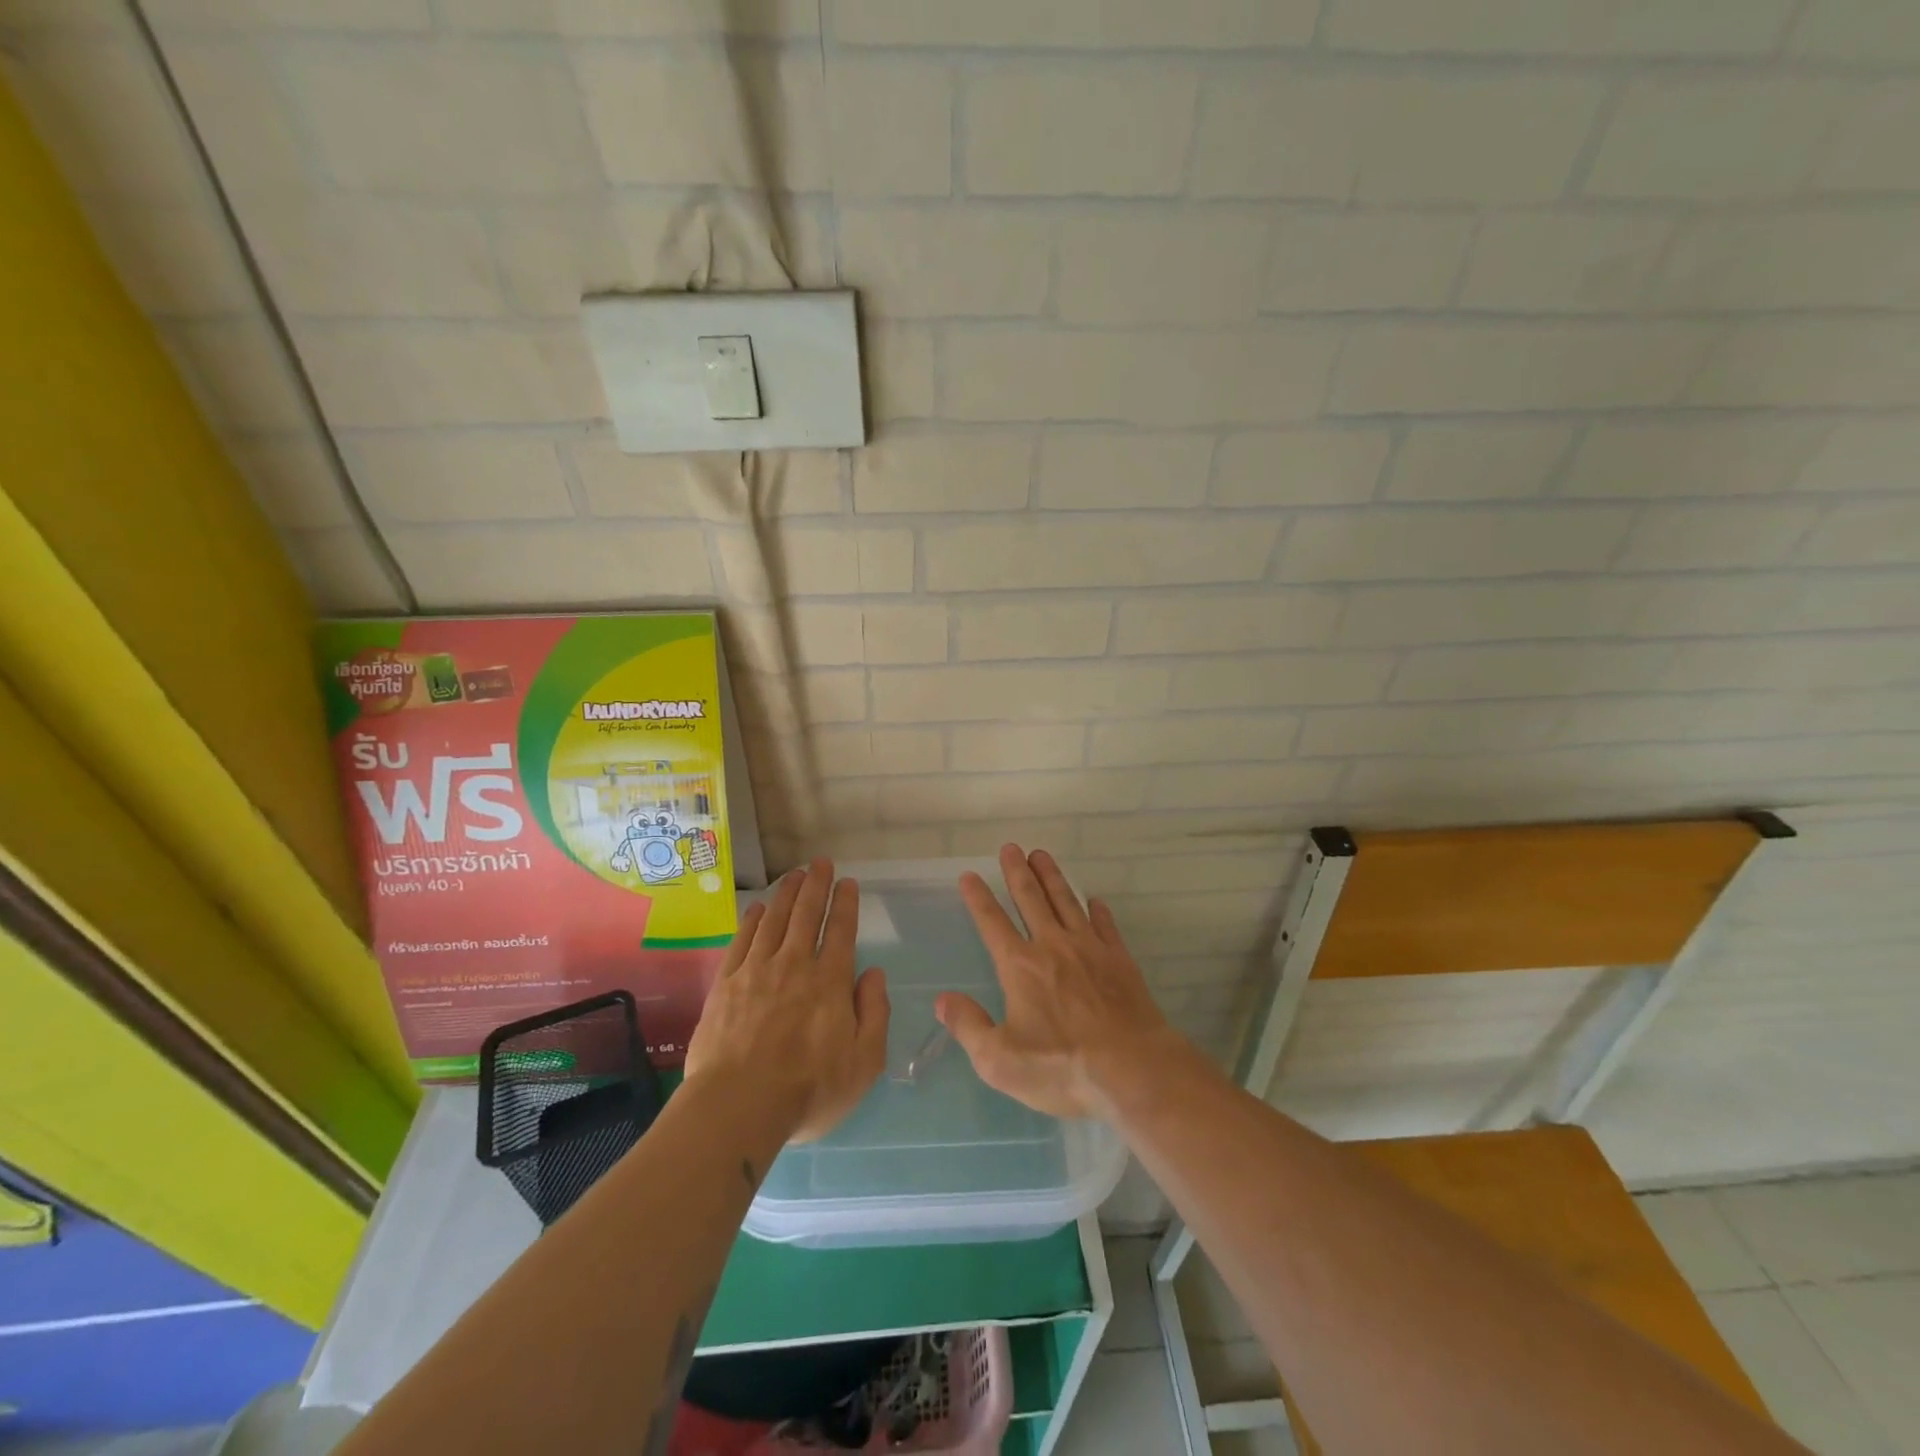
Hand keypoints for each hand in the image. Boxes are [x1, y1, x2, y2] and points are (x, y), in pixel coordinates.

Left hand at [684, 858, 889, 1143]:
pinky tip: (757, 909)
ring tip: (794, 874)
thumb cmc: (808, 1090)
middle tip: (820, 862)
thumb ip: (874, 1013)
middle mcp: (794, 966)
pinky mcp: (725, 985)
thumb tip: (874, 974)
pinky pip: (741, 941)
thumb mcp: (864, 1062)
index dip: (845, 903)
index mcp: (829, 982)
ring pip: (774, 920)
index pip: (840, 931)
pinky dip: (752, 921)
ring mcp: (756, 972)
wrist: (737, 1107)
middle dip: (816, 885)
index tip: (848, 882)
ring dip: (786, 894)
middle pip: (806, 915)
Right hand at [936, 845, 1184, 1120]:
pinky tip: (1095, 901)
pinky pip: (1105, 926)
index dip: (979, 898)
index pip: (992, 923)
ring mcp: (1090, 949)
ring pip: (1066, 902)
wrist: (1134, 1070)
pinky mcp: (1120, 961)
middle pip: (1031, 899)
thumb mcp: (1000, 1061)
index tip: (969, 875)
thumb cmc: (1062, 1067)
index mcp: (1020, 967)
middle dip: (1017, 872)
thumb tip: (943, 999)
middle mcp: (1053, 946)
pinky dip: (1098, 910)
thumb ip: (968, 1027)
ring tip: (1042, 854)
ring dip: (1052, 877)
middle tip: (1010, 847)